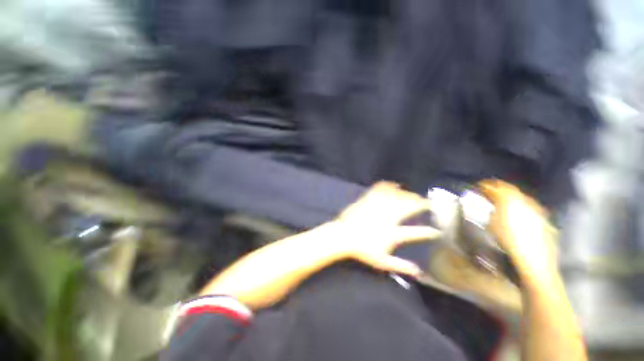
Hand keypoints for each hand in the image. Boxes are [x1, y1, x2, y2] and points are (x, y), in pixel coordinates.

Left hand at [332, 182, 439, 276]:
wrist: (343, 235)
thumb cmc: (361, 249)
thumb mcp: (382, 261)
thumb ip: (401, 266)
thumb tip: (419, 272)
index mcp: (392, 234)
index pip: (415, 233)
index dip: (428, 232)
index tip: (437, 230)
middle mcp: (387, 217)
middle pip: (408, 207)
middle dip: (421, 204)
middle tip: (427, 204)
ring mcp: (377, 206)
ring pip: (397, 196)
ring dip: (408, 194)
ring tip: (415, 195)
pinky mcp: (369, 199)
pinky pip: (381, 188)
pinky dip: (390, 185)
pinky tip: (395, 185)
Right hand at [478, 180, 558, 280]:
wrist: (534, 260)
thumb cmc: (509, 242)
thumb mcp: (493, 224)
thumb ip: (492, 209)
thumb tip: (490, 203)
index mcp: (511, 200)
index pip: (497, 186)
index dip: (487, 185)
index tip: (478, 187)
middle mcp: (526, 200)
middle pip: (510, 189)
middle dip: (498, 189)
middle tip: (487, 192)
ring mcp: (536, 209)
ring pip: (520, 196)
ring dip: (508, 196)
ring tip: (499, 201)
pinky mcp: (543, 217)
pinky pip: (528, 205)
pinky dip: (519, 204)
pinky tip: (515, 212)